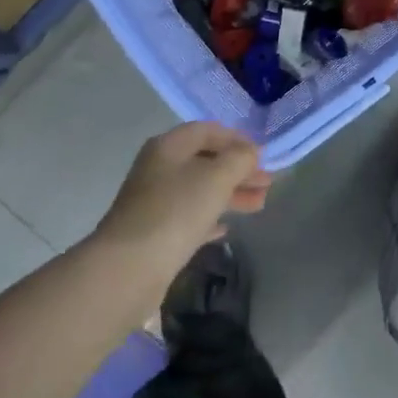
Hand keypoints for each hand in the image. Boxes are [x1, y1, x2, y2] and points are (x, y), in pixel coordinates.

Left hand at [99, 123, 271, 255]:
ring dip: (230, 194)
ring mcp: (155, 202)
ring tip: (259, 204)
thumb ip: (239, 159)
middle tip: (267, 182)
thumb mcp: (216, 177)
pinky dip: (210, 218)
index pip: (206, 131)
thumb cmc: (176, 211)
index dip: (236, 138)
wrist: (130, 267)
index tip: (262, 155)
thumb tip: (250, 152)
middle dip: (238, 169)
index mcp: (169, 147)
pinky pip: (189, 218)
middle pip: (205, 161)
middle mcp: (159, 169)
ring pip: (200, 190)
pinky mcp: (156, 233)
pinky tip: (227, 228)